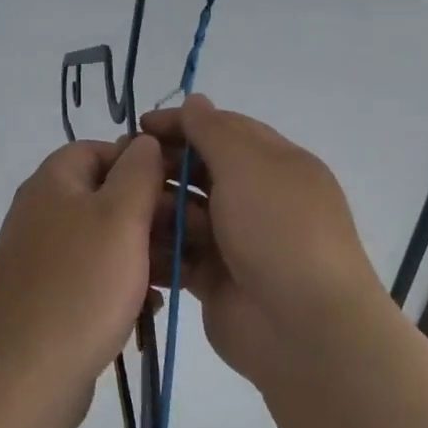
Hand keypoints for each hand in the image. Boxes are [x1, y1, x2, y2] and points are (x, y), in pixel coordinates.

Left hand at [0, 135, 166, 407]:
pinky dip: (122, 284)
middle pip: (105, 196)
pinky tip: (149, 308)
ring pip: (105, 240)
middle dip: (150, 213)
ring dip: (143, 253)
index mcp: (53, 183)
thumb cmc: (81, 286)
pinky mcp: (49, 296)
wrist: (26, 375)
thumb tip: (142, 140)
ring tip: (175, 276)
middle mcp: (41, 213)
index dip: (142, 163)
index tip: (179, 190)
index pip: (100, 150)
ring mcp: (42, 257)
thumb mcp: (120, 217)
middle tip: (191, 237)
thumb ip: (138, 171)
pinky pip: (94, 276)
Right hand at [142, 95, 386, 384]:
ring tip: (128, 210)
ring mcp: (236, 242)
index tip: (140, 127)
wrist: (302, 327)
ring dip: (158, 208)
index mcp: (275, 165)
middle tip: (124, 169)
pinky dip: (158, 248)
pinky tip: (129, 244)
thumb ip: (215, 131)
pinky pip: (179, 254)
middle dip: (164, 167)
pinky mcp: (215, 279)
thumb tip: (195, 100)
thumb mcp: (249, 165)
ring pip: (185, 213)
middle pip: (201, 171)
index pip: (224, 131)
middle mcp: (257, 200)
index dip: (183, 124)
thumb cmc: (278, 230)